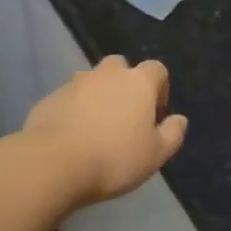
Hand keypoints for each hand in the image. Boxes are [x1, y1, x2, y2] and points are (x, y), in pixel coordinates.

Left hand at [21, 56, 186, 206]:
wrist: (54, 162)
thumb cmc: (114, 158)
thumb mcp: (155, 155)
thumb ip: (172, 134)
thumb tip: (179, 119)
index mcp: (137, 82)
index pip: (156, 69)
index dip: (160, 87)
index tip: (156, 113)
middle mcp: (107, 74)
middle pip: (121, 67)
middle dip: (125, 85)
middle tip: (125, 116)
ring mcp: (75, 82)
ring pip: (92, 81)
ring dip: (98, 96)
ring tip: (96, 128)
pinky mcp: (50, 97)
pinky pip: (69, 98)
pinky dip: (74, 110)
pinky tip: (72, 136)